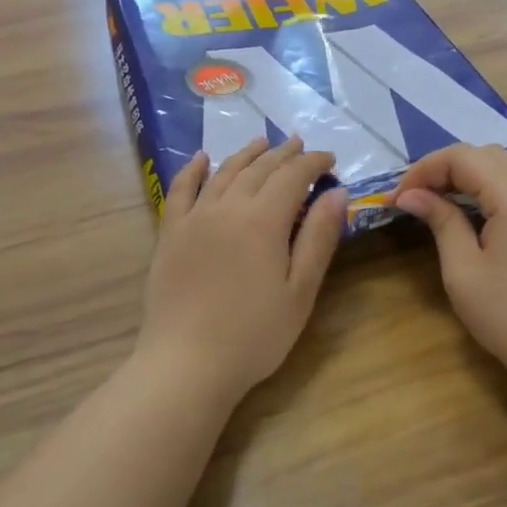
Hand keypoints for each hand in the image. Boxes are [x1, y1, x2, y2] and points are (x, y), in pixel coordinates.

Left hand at [136, 136, 346, 402]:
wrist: (186, 363)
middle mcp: (227, 208)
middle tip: (300, 145)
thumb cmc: (254, 335)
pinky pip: (181, 190)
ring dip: (246, 154)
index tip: (330, 160)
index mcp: (263, 220)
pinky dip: (193, 170)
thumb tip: (336, 192)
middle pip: (259, 169)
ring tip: (262, 142)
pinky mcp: (170, 234)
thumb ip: (318, 238)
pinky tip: (202, 158)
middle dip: (283, 154)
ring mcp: (194, 218)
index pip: (293, 176)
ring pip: (224, 173)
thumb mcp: (300, 291)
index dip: (313, 163)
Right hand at [391, 145, 506, 391]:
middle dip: (442, 168)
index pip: (462, 157)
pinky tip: (466, 211)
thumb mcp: (463, 270)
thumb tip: (410, 195)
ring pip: (501, 166)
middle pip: (483, 155)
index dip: (424, 169)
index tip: (397, 198)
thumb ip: (440, 222)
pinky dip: (485, 187)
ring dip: (464, 175)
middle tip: (412, 198)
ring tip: (432, 201)